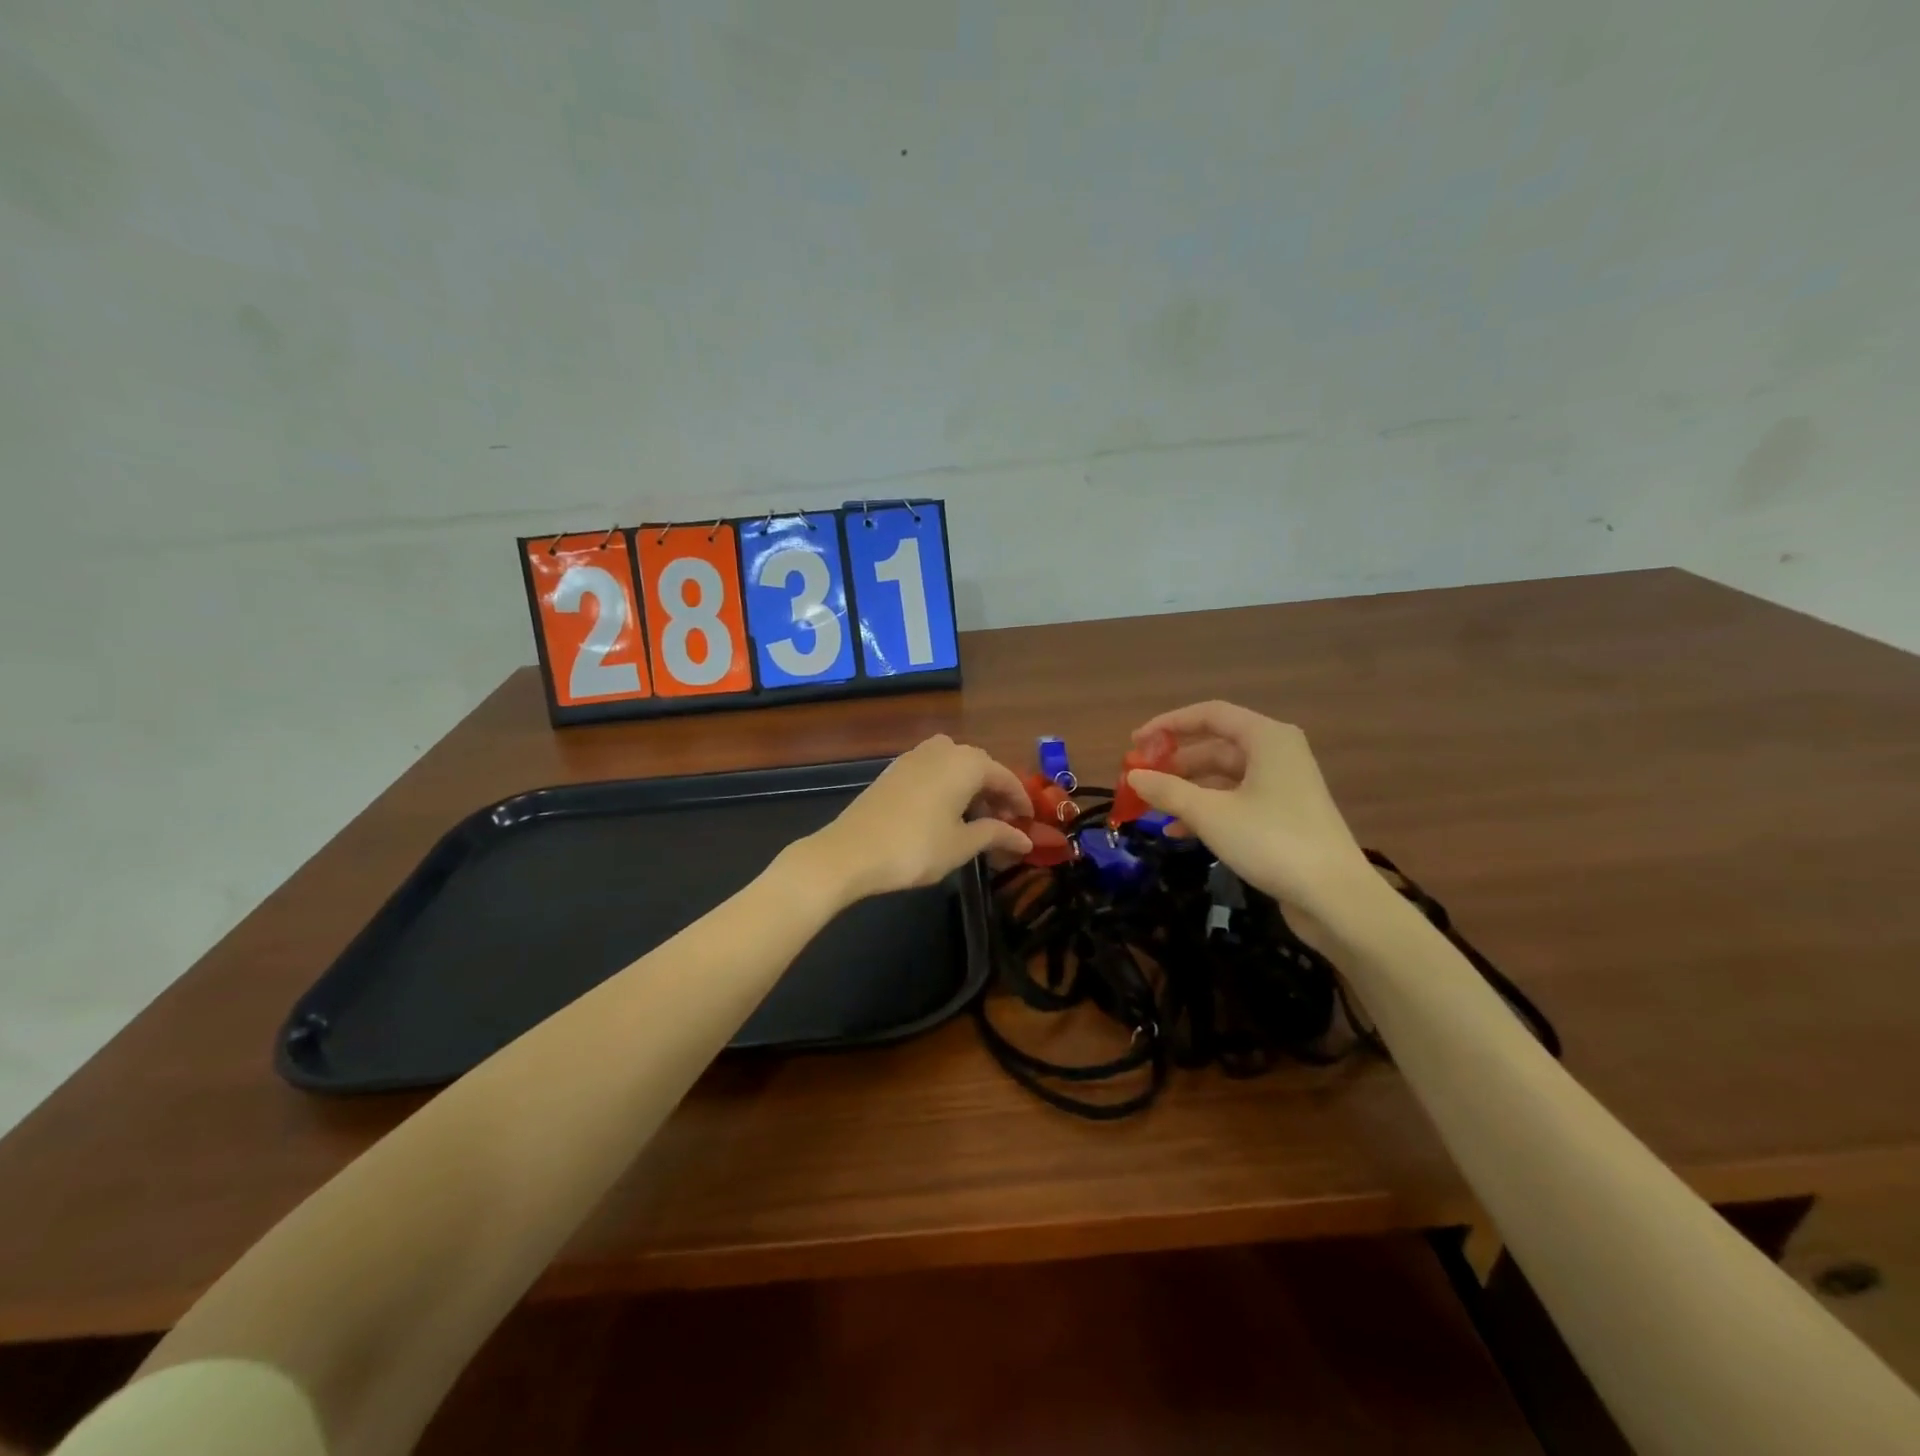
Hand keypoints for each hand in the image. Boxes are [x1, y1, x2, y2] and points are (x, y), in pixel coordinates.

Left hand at [803, 736, 1033, 902]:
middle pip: (980, 766)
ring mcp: (914, 757)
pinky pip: (933, 770)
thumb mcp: (962, 845)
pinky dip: (948, 786)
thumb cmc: (915, 848)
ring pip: (955, 765)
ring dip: (971, 787)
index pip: (1004, 776)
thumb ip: (996, 835)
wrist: (850, 852)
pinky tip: (946, 812)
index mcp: (966, 763)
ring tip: (977, 818)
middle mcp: (942, 750)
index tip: (1030, 822)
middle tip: (1006, 822)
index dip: (1020, 800)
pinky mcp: (894, 770)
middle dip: (996, 792)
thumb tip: (1026, 839)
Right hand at [1126, 701, 1372, 916]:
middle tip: (1140, 778)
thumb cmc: (1272, 842)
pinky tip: (1178, 832)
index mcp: (1267, 738)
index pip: (1210, 715)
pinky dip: (1207, 810)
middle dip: (1175, 762)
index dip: (1169, 724)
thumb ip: (1168, 791)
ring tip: (1152, 807)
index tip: (1136, 743)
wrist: (1335, 898)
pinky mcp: (1283, 815)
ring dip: (1187, 790)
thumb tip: (1133, 775)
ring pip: (1223, 777)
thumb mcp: (1210, 814)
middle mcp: (1277, 753)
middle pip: (1215, 746)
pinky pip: (1236, 800)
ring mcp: (1282, 786)